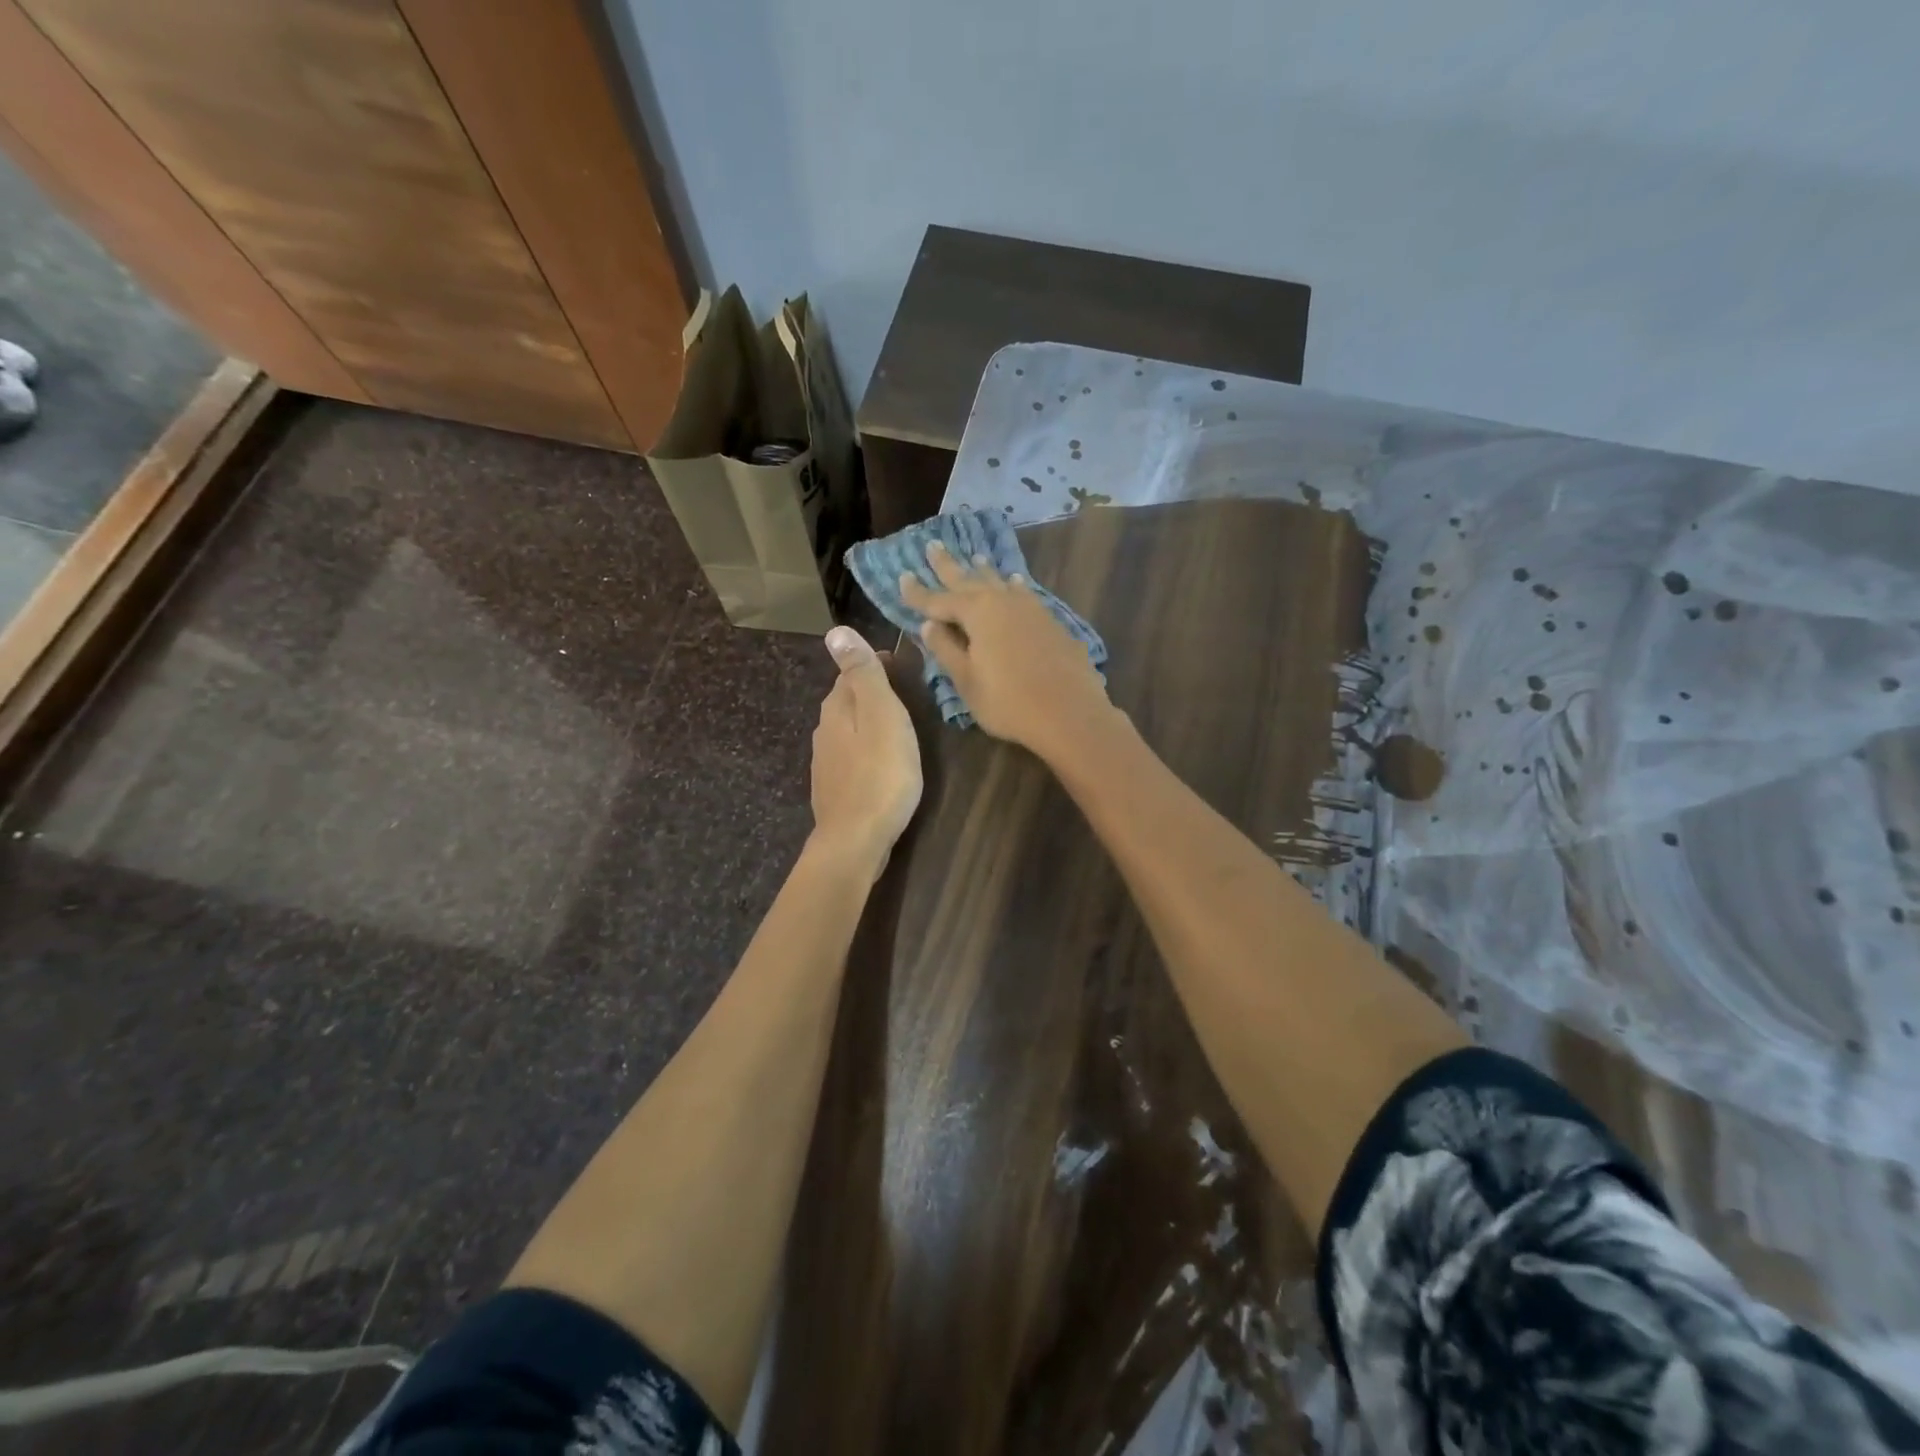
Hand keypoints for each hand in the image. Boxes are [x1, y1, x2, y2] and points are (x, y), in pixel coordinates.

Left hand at [809, 626, 922, 877]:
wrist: (856, 839)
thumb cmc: (881, 774)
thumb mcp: (880, 715)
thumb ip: (862, 674)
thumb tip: (836, 631)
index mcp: (836, 709)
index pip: (851, 672)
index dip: (875, 664)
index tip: (901, 664)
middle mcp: (824, 731)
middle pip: (847, 701)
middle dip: (870, 692)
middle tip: (904, 693)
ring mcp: (826, 762)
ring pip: (848, 729)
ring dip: (868, 722)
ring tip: (896, 726)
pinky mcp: (834, 789)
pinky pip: (850, 756)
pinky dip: (865, 749)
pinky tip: (880, 762)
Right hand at [900, 541, 1113, 760]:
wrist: (1070, 713)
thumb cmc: (1009, 702)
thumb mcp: (967, 681)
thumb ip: (946, 650)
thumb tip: (928, 625)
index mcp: (977, 613)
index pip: (938, 600)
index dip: (918, 592)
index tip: (902, 577)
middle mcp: (1003, 601)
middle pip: (969, 580)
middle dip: (949, 566)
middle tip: (933, 545)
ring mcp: (1031, 609)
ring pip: (1000, 582)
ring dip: (983, 571)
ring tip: (974, 557)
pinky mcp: (1051, 621)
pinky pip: (1023, 593)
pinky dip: (1012, 586)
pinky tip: (1015, 583)